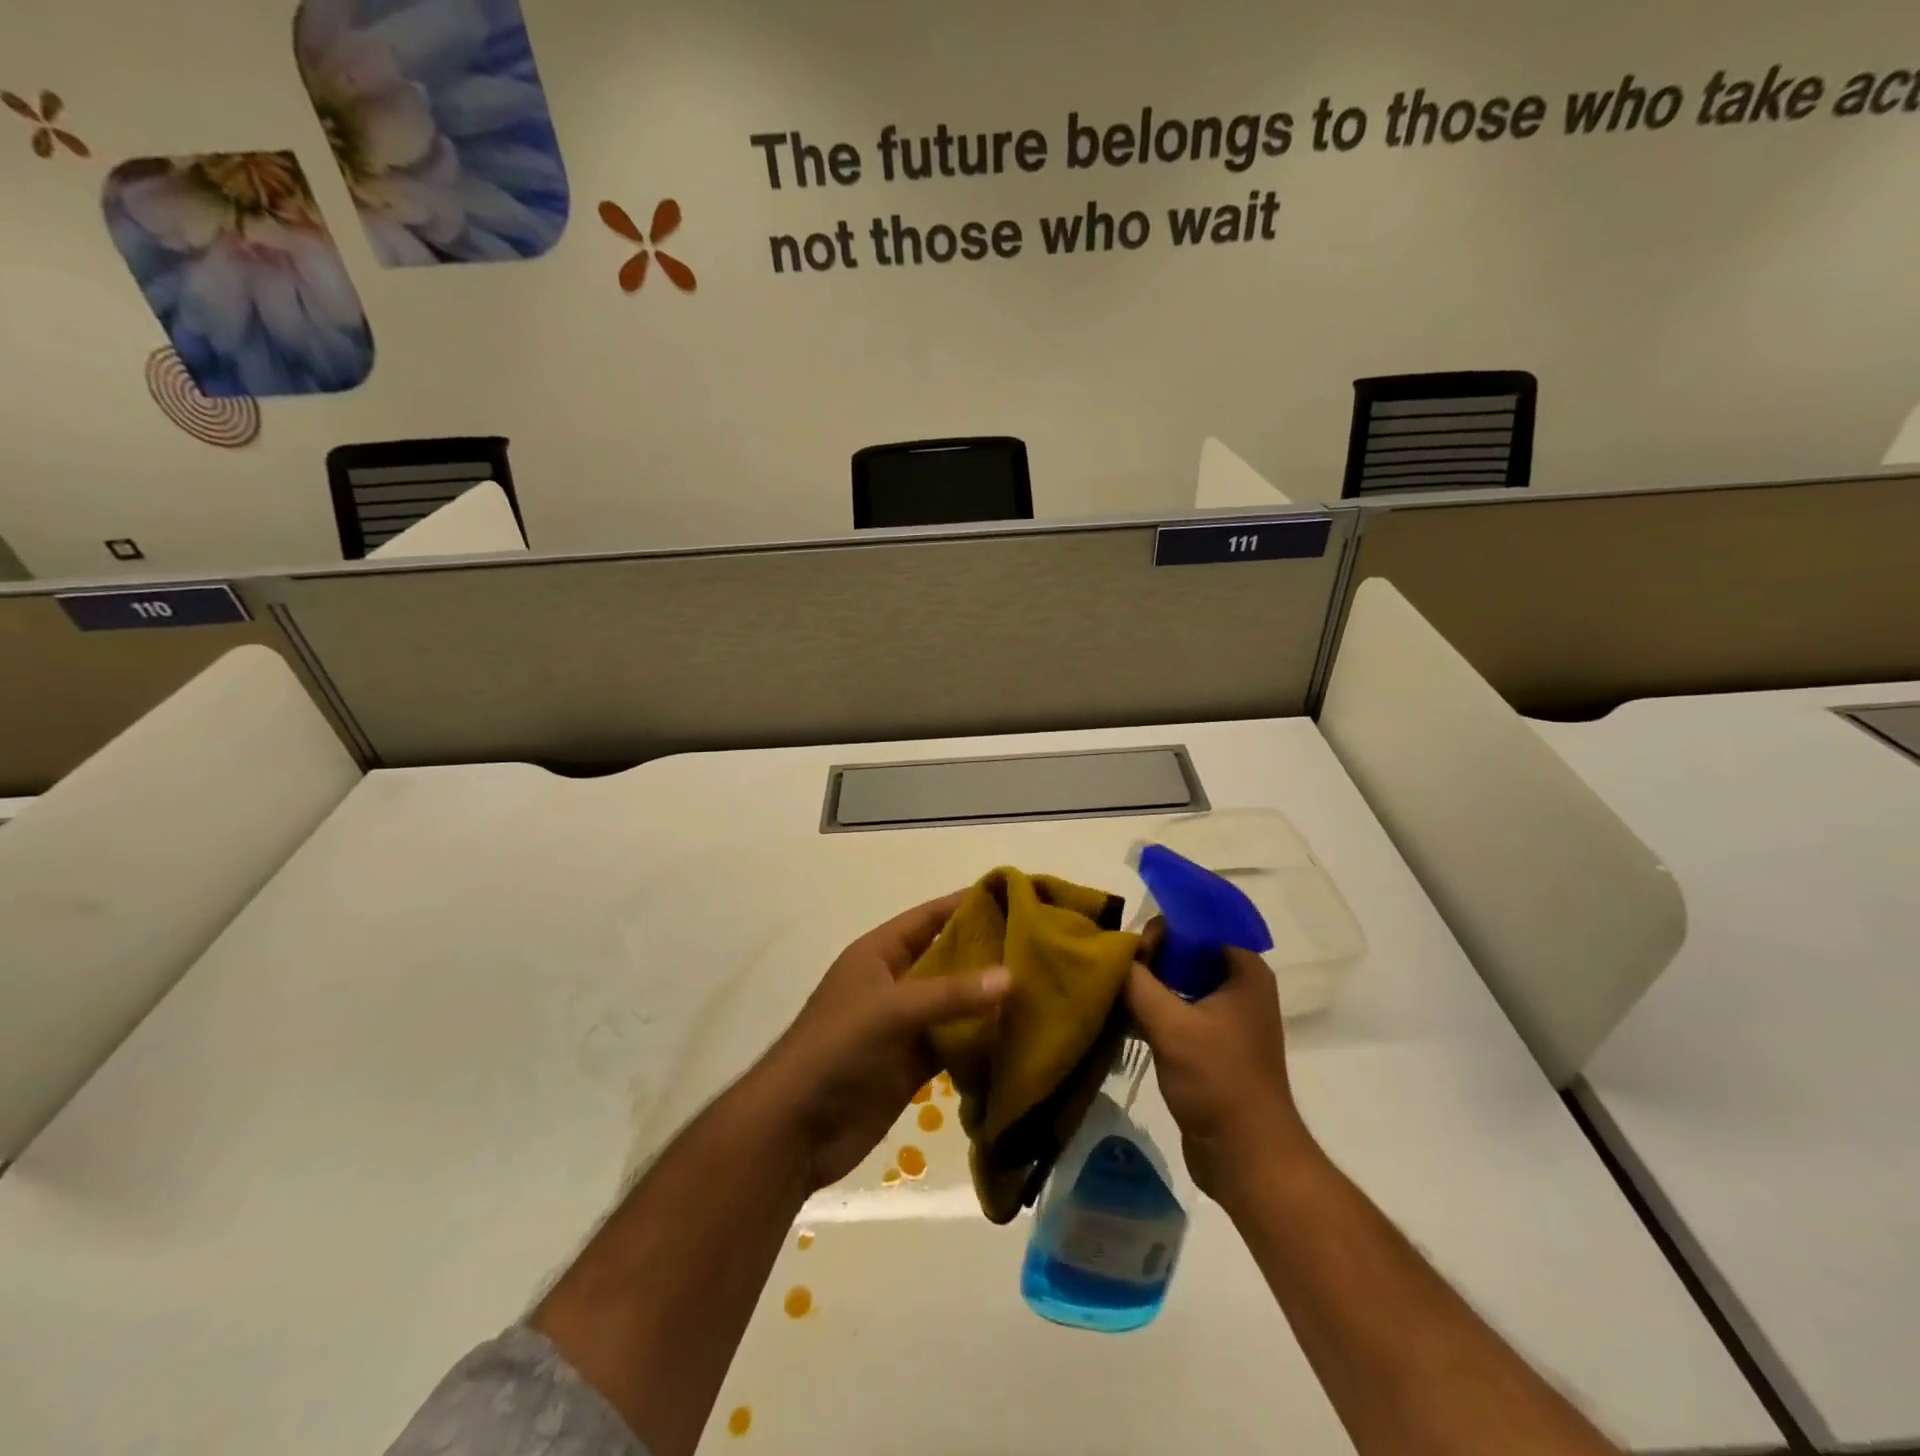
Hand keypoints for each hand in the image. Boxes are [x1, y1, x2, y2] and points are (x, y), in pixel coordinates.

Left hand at [751, 892, 1010, 1191]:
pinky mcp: (912, 1065)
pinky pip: (953, 1044)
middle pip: (947, 958)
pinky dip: (980, 1040)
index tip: (1015, 895)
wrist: (794, 1129)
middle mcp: (894, 982)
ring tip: (1042, 987)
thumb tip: (1012, 976)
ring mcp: (903, 1026)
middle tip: (1040, 945)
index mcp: (879, 953)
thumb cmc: (836, 1050)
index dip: (967, 904)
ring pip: (954, 1003)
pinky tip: (1019, 1036)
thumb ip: (950, 994)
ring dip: (988, 999)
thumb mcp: (891, 1010)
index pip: (930, 917)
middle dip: (988, 952)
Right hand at [1125, 932, 1314, 1201]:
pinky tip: (1119, 1017)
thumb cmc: (1217, 1080)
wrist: (1246, 1157)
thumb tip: (1109, 953)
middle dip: (1148, 959)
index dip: (1161, 930)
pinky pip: (1176, 1011)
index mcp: (1244, 970)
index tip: (1129, 949)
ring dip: (1146, 986)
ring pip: (1177, 984)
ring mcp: (1226, 1017)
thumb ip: (1136, 981)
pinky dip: (1151, 1011)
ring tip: (1110, 990)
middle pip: (1184, 954)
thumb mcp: (1170, 1024)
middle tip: (1115, 972)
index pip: (1196, 927)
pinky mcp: (1210, 1045)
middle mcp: (1239, 986)